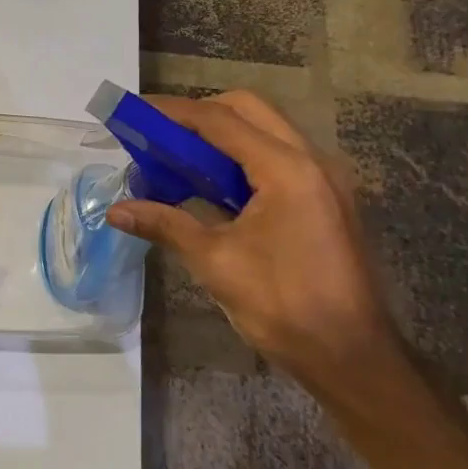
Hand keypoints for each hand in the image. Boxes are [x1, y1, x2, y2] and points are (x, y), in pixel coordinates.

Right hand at [107, 91, 401, 387]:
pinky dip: (241, 158)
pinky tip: (212, 185)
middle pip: (249, 110)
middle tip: (159, 136)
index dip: (173, 112)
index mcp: (287, 169)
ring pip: (267, 131)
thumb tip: (116, 211)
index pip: (220, 120)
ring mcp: (324, 179)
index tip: (135, 112)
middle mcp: (312, 160)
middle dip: (200, 115)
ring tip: (178, 157)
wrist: (351, 357)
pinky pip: (279, 157)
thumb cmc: (282, 306)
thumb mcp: (215, 262)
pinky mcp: (326, 199)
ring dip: (221, 135)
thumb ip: (166, 224)